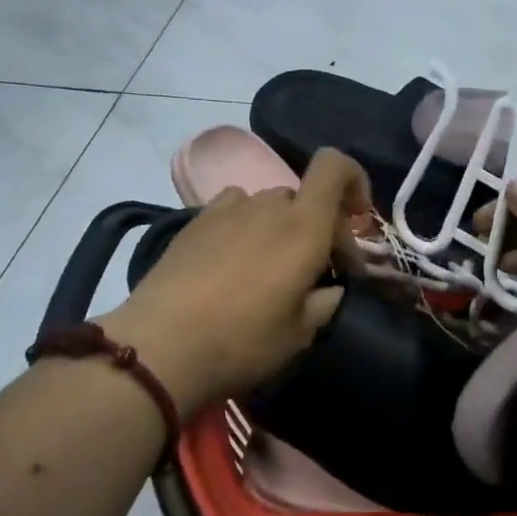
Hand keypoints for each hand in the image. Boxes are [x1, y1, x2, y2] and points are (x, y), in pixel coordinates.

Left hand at [97, 149, 370, 412]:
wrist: (158, 349)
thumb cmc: (242, 341)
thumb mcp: (301, 334)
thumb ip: (326, 301)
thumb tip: (330, 288)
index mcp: (303, 226)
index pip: (334, 166)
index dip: (354, 181)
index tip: (358, 220)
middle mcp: (267, 206)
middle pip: (305, 197)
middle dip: (321, 228)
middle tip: (318, 273)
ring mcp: (226, 210)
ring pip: (269, 205)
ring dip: (282, 229)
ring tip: (271, 269)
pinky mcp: (194, 223)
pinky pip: (234, 211)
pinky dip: (246, 227)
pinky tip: (234, 263)